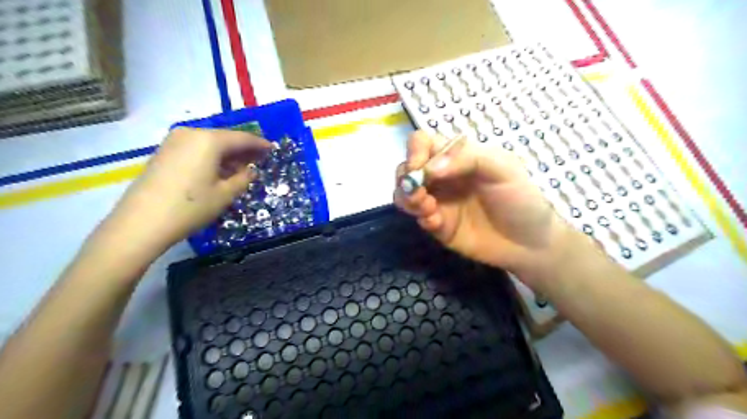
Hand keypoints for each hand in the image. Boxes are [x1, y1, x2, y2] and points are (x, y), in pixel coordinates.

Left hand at [101, 126, 272, 255]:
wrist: (142, 223)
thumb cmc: (191, 207)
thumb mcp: (225, 194)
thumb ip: (243, 178)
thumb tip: (250, 170)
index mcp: (209, 140)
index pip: (242, 138)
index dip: (260, 144)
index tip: (273, 149)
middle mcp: (191, 133)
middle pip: (225, 138)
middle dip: (243, 150)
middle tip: (260, 160)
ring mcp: (174, 141)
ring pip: (210, 144)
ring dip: (228, 155)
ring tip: (241, 169)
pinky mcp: (164, 152)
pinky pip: (196, 149)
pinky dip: (212, 158)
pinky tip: (219, 171)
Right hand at [396, 132, 572, 286]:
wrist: (529, 243)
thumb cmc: (520, 199)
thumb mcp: (503, 169)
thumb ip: (468, 160)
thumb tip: (429, 168)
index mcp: (457, 157)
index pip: (423, 143)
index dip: (414, 151)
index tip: (418, 168)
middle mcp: (442, 176)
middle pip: (407, 168)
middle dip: (407, 179)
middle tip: (420, 195)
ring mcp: (438, 201)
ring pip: (404, 193)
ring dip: (408, 199)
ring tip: (428, 209)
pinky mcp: (437, 224)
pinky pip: (416, 217)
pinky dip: (420, 217)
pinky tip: (437, 223)